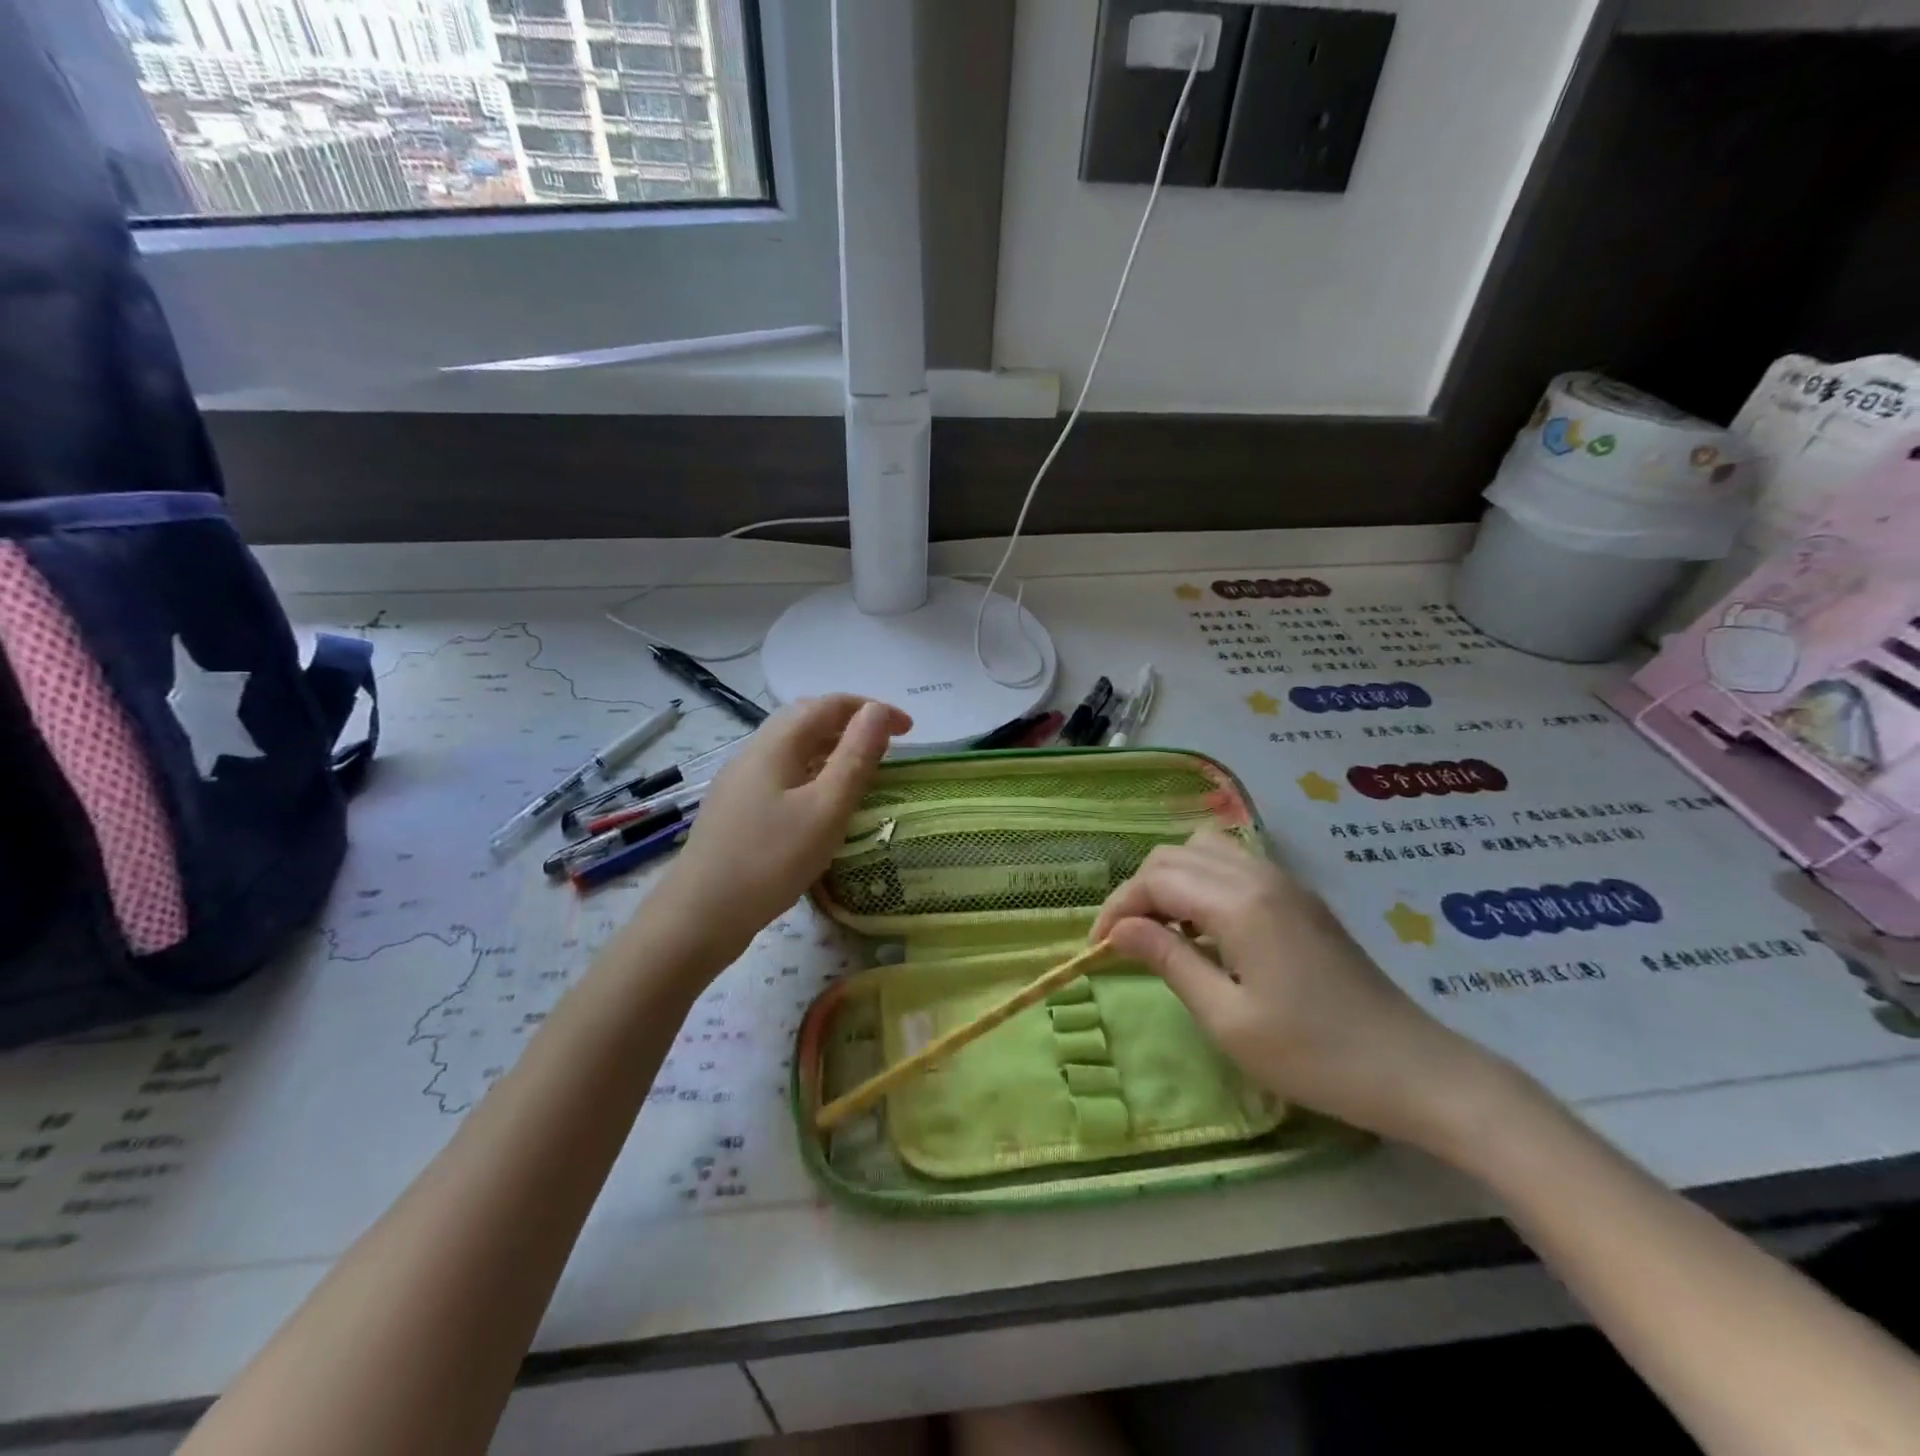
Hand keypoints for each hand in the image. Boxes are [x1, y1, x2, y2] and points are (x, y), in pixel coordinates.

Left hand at [647, 696, 910, 968]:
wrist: (700, 916)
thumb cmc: (770, 861)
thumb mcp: (826, 809)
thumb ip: (855, 758)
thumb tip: (876, 711)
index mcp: (776, 745)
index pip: (829, 705)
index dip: (872, 709)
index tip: (909, 730)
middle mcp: (754, 752)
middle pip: (806, 719)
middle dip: (851, 722)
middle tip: (886, 743)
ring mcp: (740, 781)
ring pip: (792, 747)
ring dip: (831, 747)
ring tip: (861, 769)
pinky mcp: (736, 808)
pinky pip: (782, 772)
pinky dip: (813, 771)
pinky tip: (821, 801)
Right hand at [1092, 829, 1510, 1151]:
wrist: (1414, 1069)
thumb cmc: (1314, 1054)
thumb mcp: (1227, 1018)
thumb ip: (1168, 961)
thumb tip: (1118, 930)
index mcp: (1238, 903)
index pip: (1155, 880)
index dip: (1117, 908)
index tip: (1098, 948)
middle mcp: (1259, 876)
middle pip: (1174, 854)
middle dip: (1139, 890)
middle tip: (1127, 942)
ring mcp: (1285, 883)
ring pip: (1205, 850)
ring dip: (1172, 880)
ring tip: (1166, 931)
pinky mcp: (1301, 898)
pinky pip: (1234, 866)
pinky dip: (1203, 883)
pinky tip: (1208, 930)